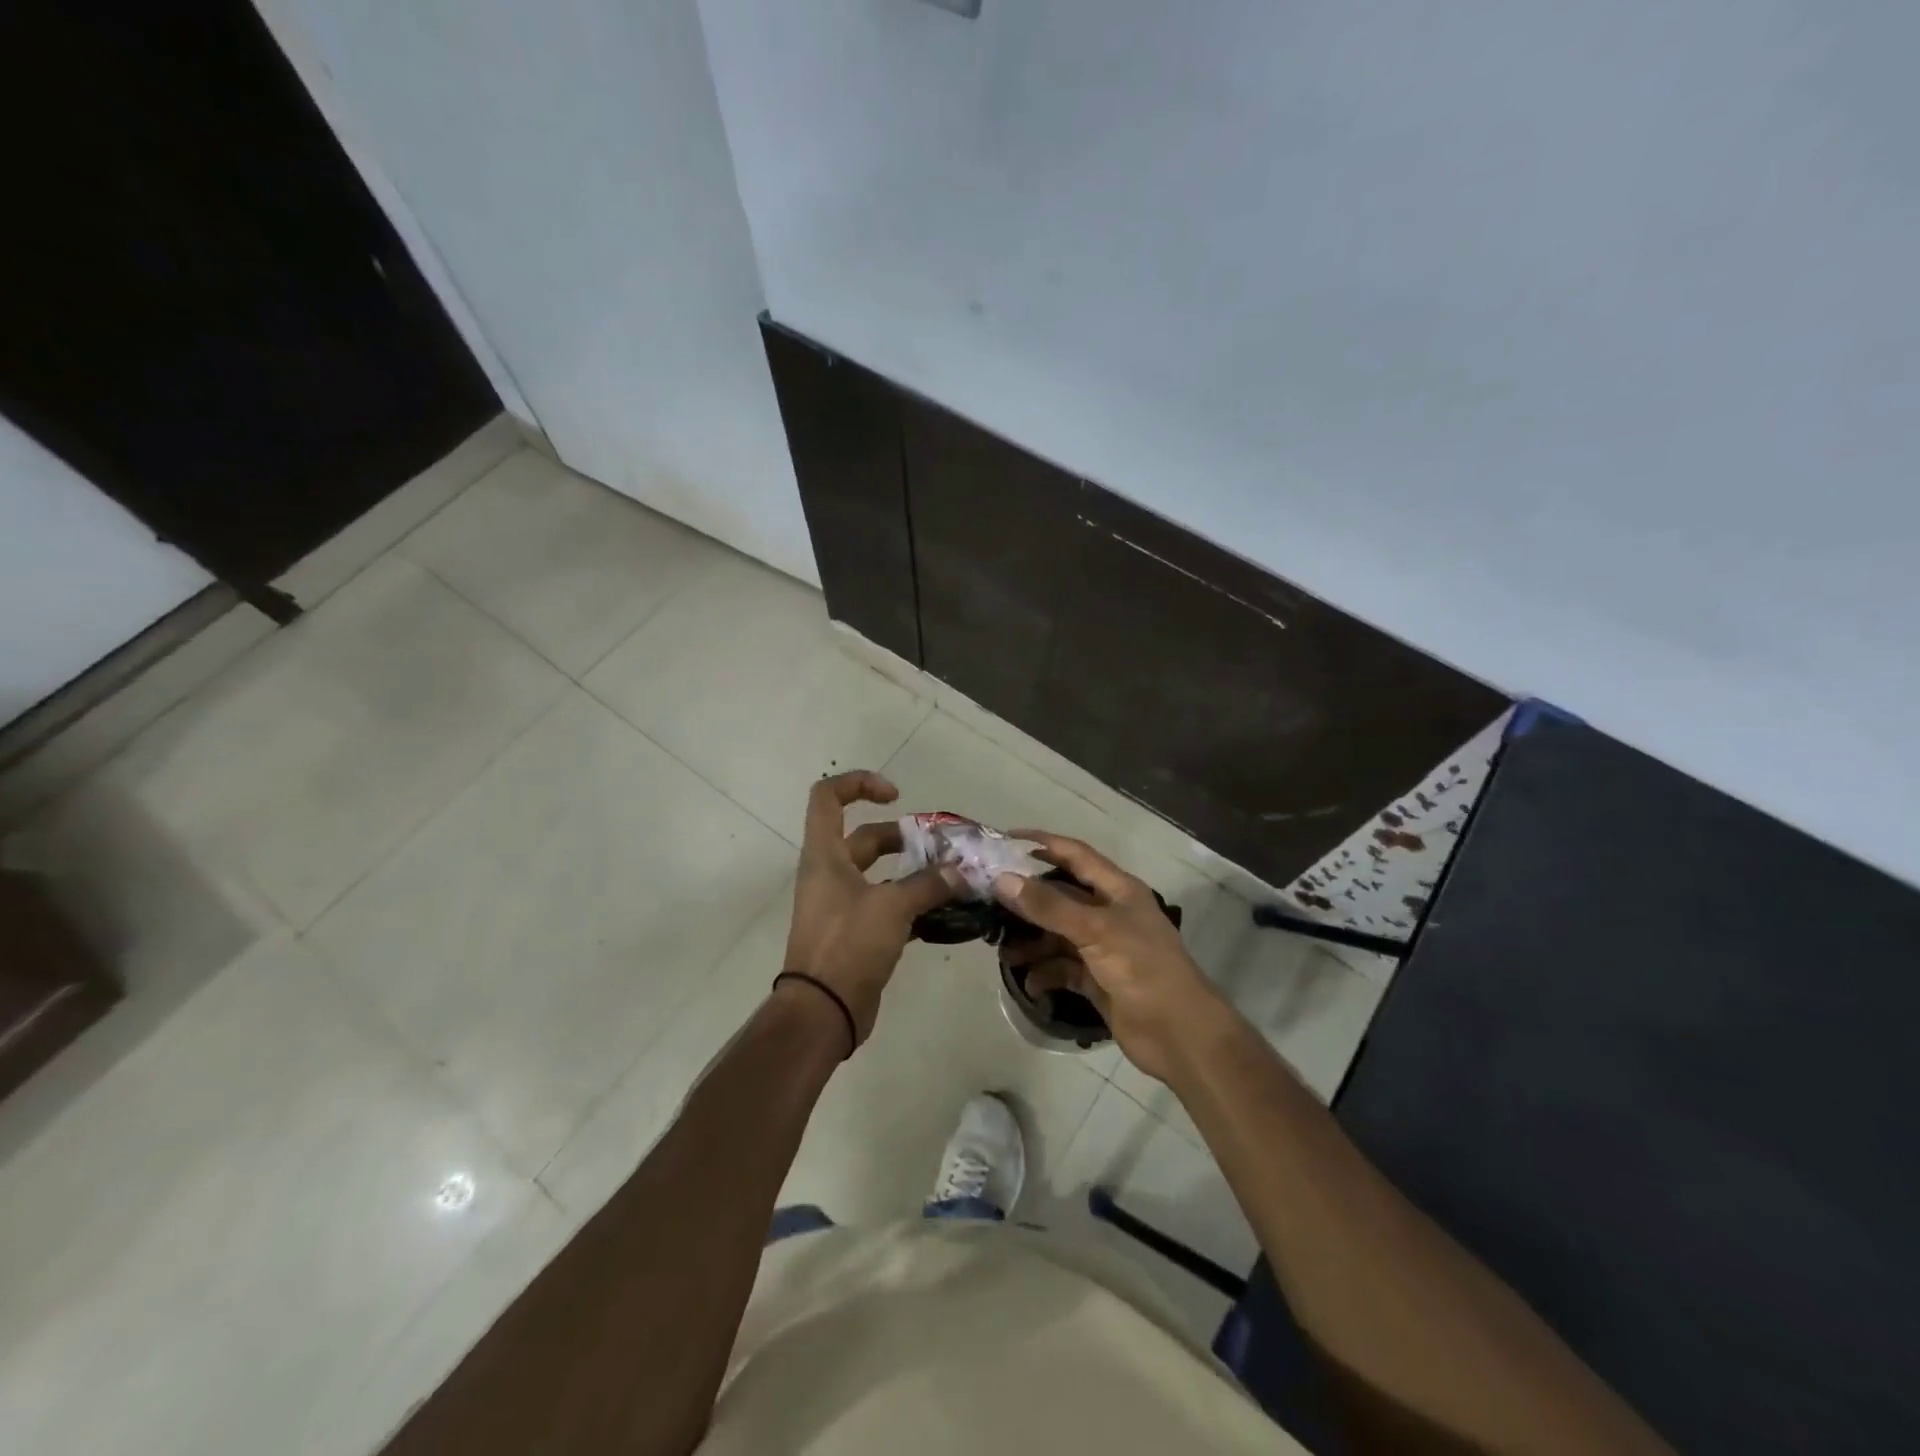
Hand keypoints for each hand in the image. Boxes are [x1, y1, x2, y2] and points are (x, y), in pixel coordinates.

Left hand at [783, 770, 961, 1048]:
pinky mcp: (856, 931)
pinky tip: (944, 911)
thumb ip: (928, 884)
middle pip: (866, 837)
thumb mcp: (892, 907)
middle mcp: (830, 873)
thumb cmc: (848, 945)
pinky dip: (912, 902)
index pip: (827, 797)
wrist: (823, 1011)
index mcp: (825, 855)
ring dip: (914, 872)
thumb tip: (961, 873)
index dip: (858, 784)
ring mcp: (841, 903)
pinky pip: (886, 904)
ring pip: (880, 873)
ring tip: (952, 878)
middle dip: (905, 837)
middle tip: (943, 849)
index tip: (896, 797)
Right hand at [993, 832, 1228, 1081]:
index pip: (1074, 854)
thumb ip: (1049, 905)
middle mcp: (1109, 912)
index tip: (1003, 841)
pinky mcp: (1098, 980)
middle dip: (1027, 900)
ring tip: (1004, 953)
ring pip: (1057, 934)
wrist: (1180, 1034)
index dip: (1042, 844)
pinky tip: (1031, 984)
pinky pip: (1063, 968)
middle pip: (1060, 896)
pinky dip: (1045, 973)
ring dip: (1032, 942)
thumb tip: (1003, 879)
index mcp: (1117, 889)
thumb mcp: (1095, 930)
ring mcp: (1103, 948)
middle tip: (989, 903)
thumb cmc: (1143, 968)